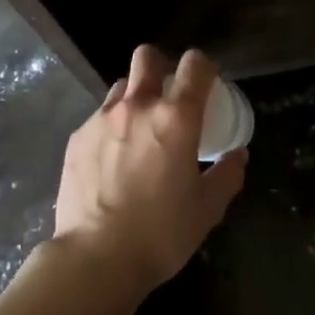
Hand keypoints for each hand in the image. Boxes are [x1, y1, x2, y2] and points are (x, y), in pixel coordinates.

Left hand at [52, 45, 247, 299]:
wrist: (96, 258)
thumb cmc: (160, 233)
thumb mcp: (207, 209)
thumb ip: (227, 176)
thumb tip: (238, 156)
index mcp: (176, 118)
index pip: (195, 64)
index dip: (204, 67)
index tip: (207, 84)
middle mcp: (138, 106)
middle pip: (148, 56)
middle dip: (161, 65)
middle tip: (169, 95)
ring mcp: (102, 118)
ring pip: (121, 86)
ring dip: (135, 97)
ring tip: (139, 129)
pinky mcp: (77, 137)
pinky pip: (99, 117)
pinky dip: (111, 127)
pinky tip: (112, 159)